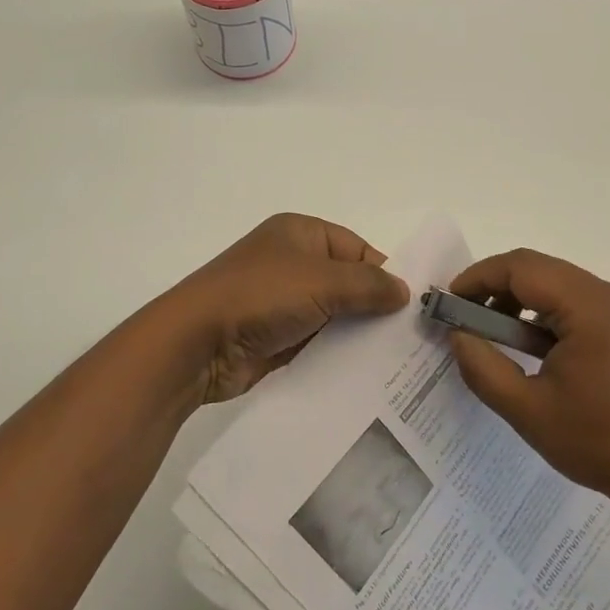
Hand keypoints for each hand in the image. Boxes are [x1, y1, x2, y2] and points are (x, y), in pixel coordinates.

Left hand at [167, 214, 409, 404]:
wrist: (197, 342)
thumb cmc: (261, 295)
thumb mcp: (322, 282)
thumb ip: (368, 285)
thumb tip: (405, 292)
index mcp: (301, 233)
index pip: (357, 249)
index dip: (384, 274)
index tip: (412, 306)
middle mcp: (293, 263)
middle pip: (347, 283)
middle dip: (375, 308)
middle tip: (411, 337)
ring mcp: (282, 302)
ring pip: (335, 315)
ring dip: (358, 335)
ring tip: (398, 361)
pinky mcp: (276, 337)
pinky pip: (317, 342)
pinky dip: (338, 354)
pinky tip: (366, 375)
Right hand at [447, 249, 609, 508]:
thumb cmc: (599, 442)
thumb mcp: (527, 409)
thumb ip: (482, 366)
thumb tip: (458, 334)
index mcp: (587, 306)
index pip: (519, 267)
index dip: (477, 278)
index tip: (448, 304)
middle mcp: (607, 294)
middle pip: (536, 268)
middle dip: (493, 287)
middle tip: (462, 318)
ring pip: (554, 283)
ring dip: (516, 299)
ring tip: (490, 335)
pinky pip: (572, 302)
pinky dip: (541, 313)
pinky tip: (526, 345)